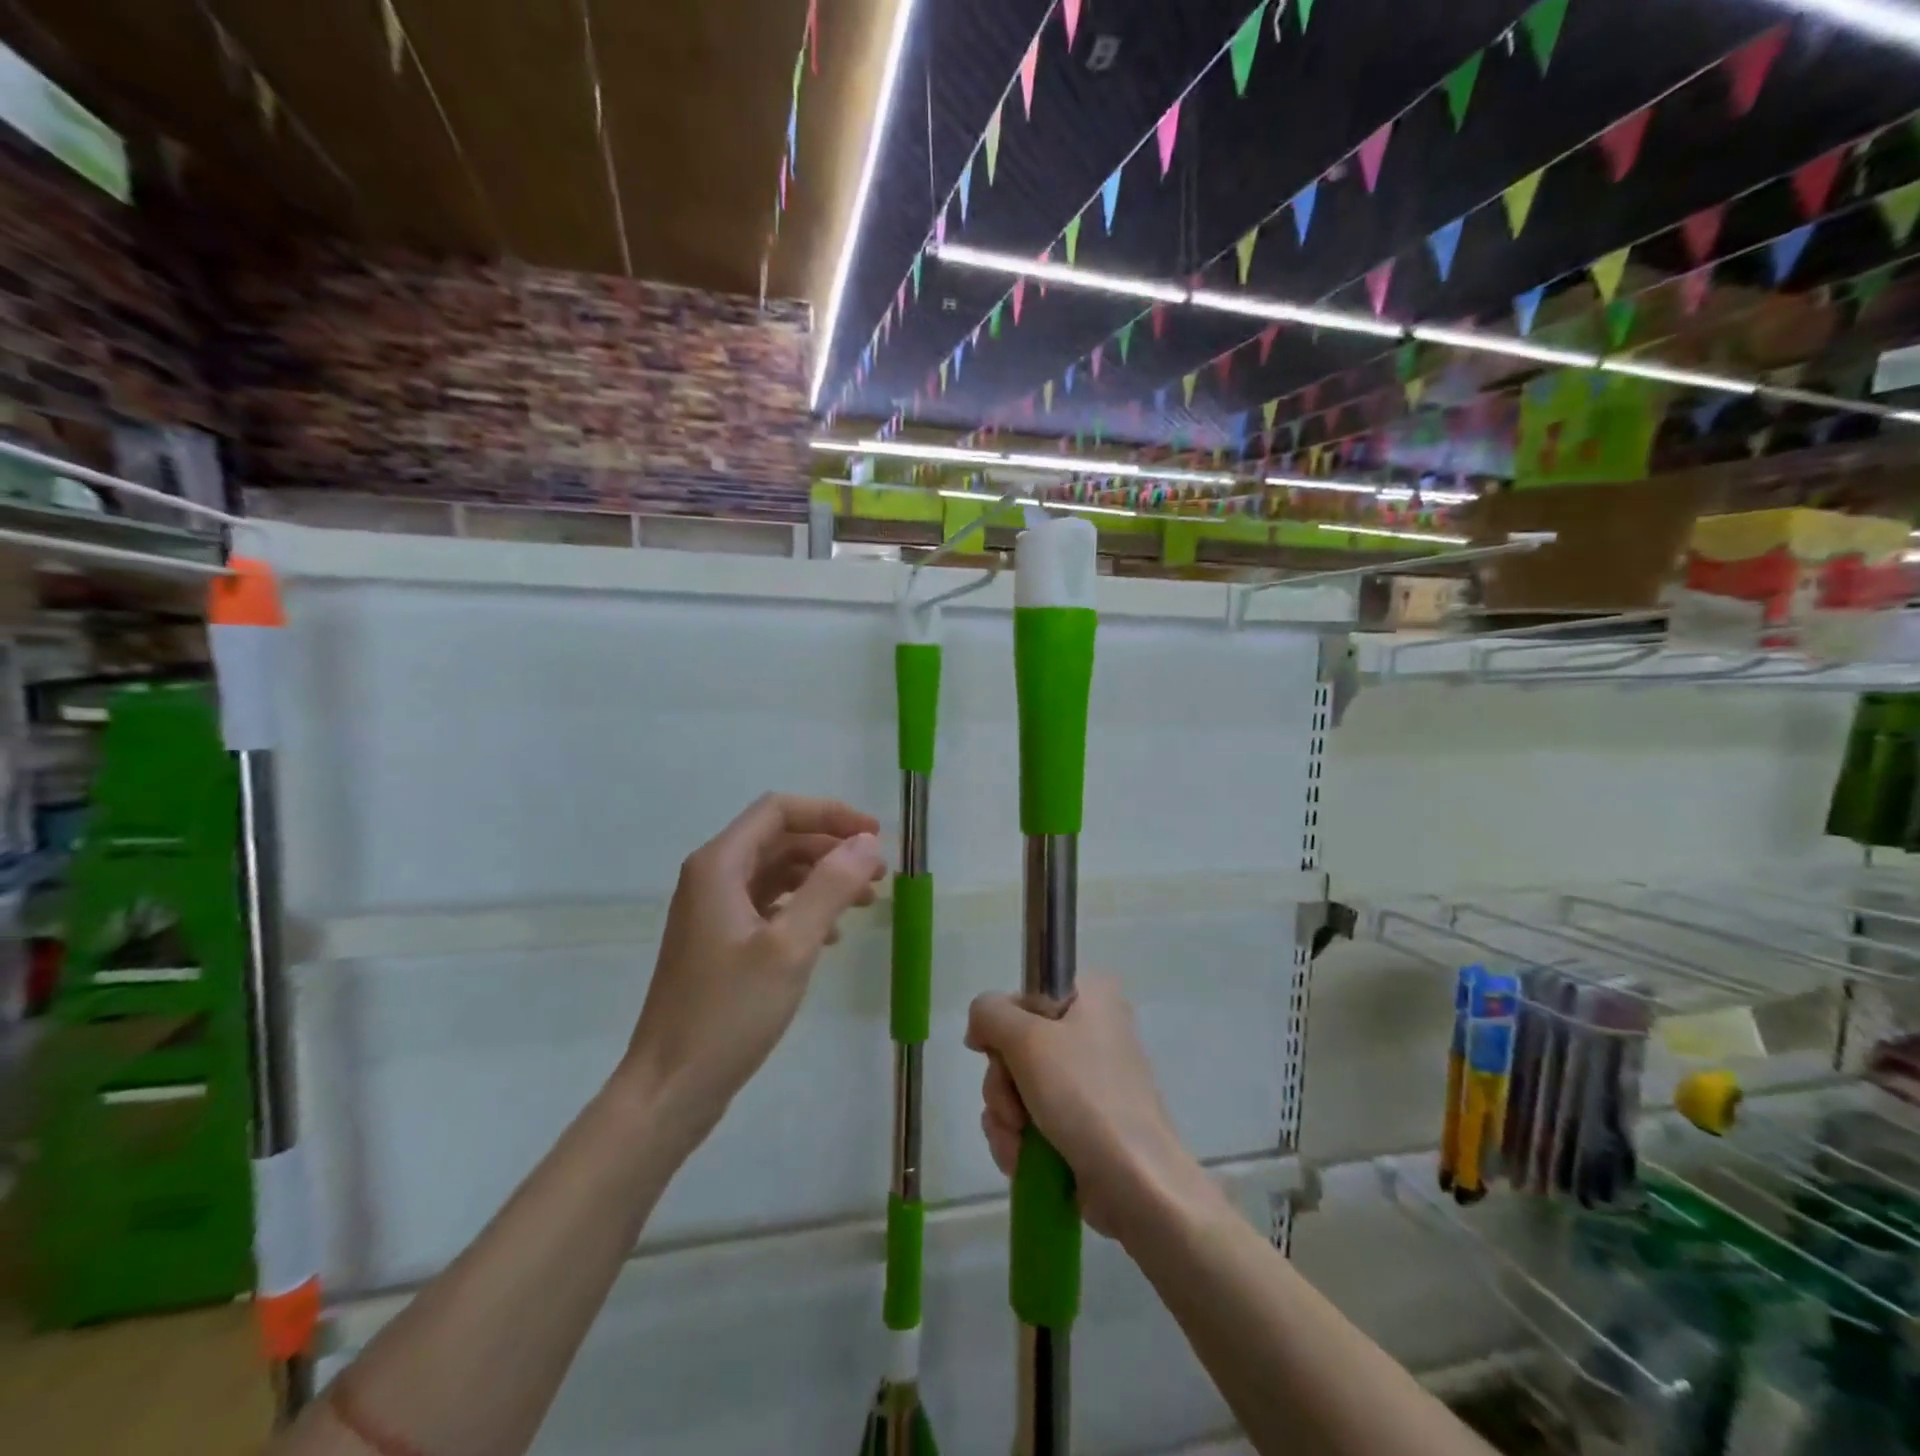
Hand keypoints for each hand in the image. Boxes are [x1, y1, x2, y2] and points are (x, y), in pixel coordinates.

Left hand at [621, 794, 884, 1136]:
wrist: (670, 1089)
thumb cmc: (729, 1012)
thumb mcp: (790, 946)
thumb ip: (830, 886)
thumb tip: (867, 842)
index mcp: (720, 865)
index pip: (779, 811)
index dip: (830, 814)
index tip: (874, 837)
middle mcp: (713, 877)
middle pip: (780, 839)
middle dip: (832, 848)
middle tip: (878, 874)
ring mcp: (714, 911)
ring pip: (777, 873)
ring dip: (822, 878)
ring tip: (865, 902)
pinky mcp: (720, 941)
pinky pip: (769, 906)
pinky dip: (804, 908)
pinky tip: (832, 935)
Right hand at [966, 976, 1218, 1241]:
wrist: (1136, 1183)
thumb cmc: (1084, 1096)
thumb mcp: (1028, 1039)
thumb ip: (989, 1014)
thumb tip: (979, 1026)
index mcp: (1092, 996)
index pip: (1025, 994)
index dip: (1002, 1024)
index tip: (994, 1052)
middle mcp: (1092, 1029)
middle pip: (1017, 1043)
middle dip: (1003, 1083)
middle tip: (1014, 1107)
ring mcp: (1087, 1079)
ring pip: (1018, 1084)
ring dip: (1005, 1115)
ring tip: (1020, 1141)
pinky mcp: (1081, 1121)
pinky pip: (1031, 1117)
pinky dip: (1019, 1138)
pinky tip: (1022, 1159)